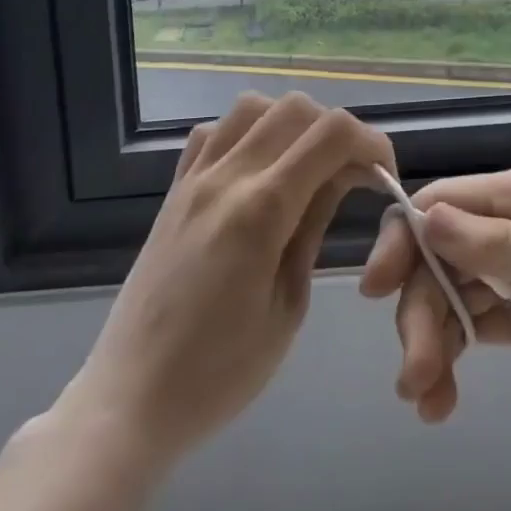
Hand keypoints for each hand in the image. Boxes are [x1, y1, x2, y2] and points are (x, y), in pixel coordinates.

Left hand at [57, 92, 393, 465]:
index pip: (332, 135)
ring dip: (291, 123)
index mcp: (261, 211)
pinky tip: (257, 169)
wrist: (127, 403)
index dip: (371, 142)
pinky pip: (213, 132)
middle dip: (337, 131)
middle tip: (350, 174)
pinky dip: (246, 132)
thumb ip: (315, 225)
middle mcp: (226, 178)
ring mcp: (193, 179)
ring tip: (305, 165)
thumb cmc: (219, 374)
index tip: (383, 175)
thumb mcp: (288, 306)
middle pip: (296, 108)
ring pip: (253, 107)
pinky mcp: (173, 190)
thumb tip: (344, 175)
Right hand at [359, 166, 510, 430]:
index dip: (405, 238)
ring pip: (453, 297)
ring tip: (427, 400)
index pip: (446, 203)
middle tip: (415, 373)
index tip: (376, 288)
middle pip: (441, 257)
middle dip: (420, 308)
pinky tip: (442, 400)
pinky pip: (478, 330)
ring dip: (431, 341)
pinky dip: (454, 360)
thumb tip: (427, 215)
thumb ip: (501, 244)